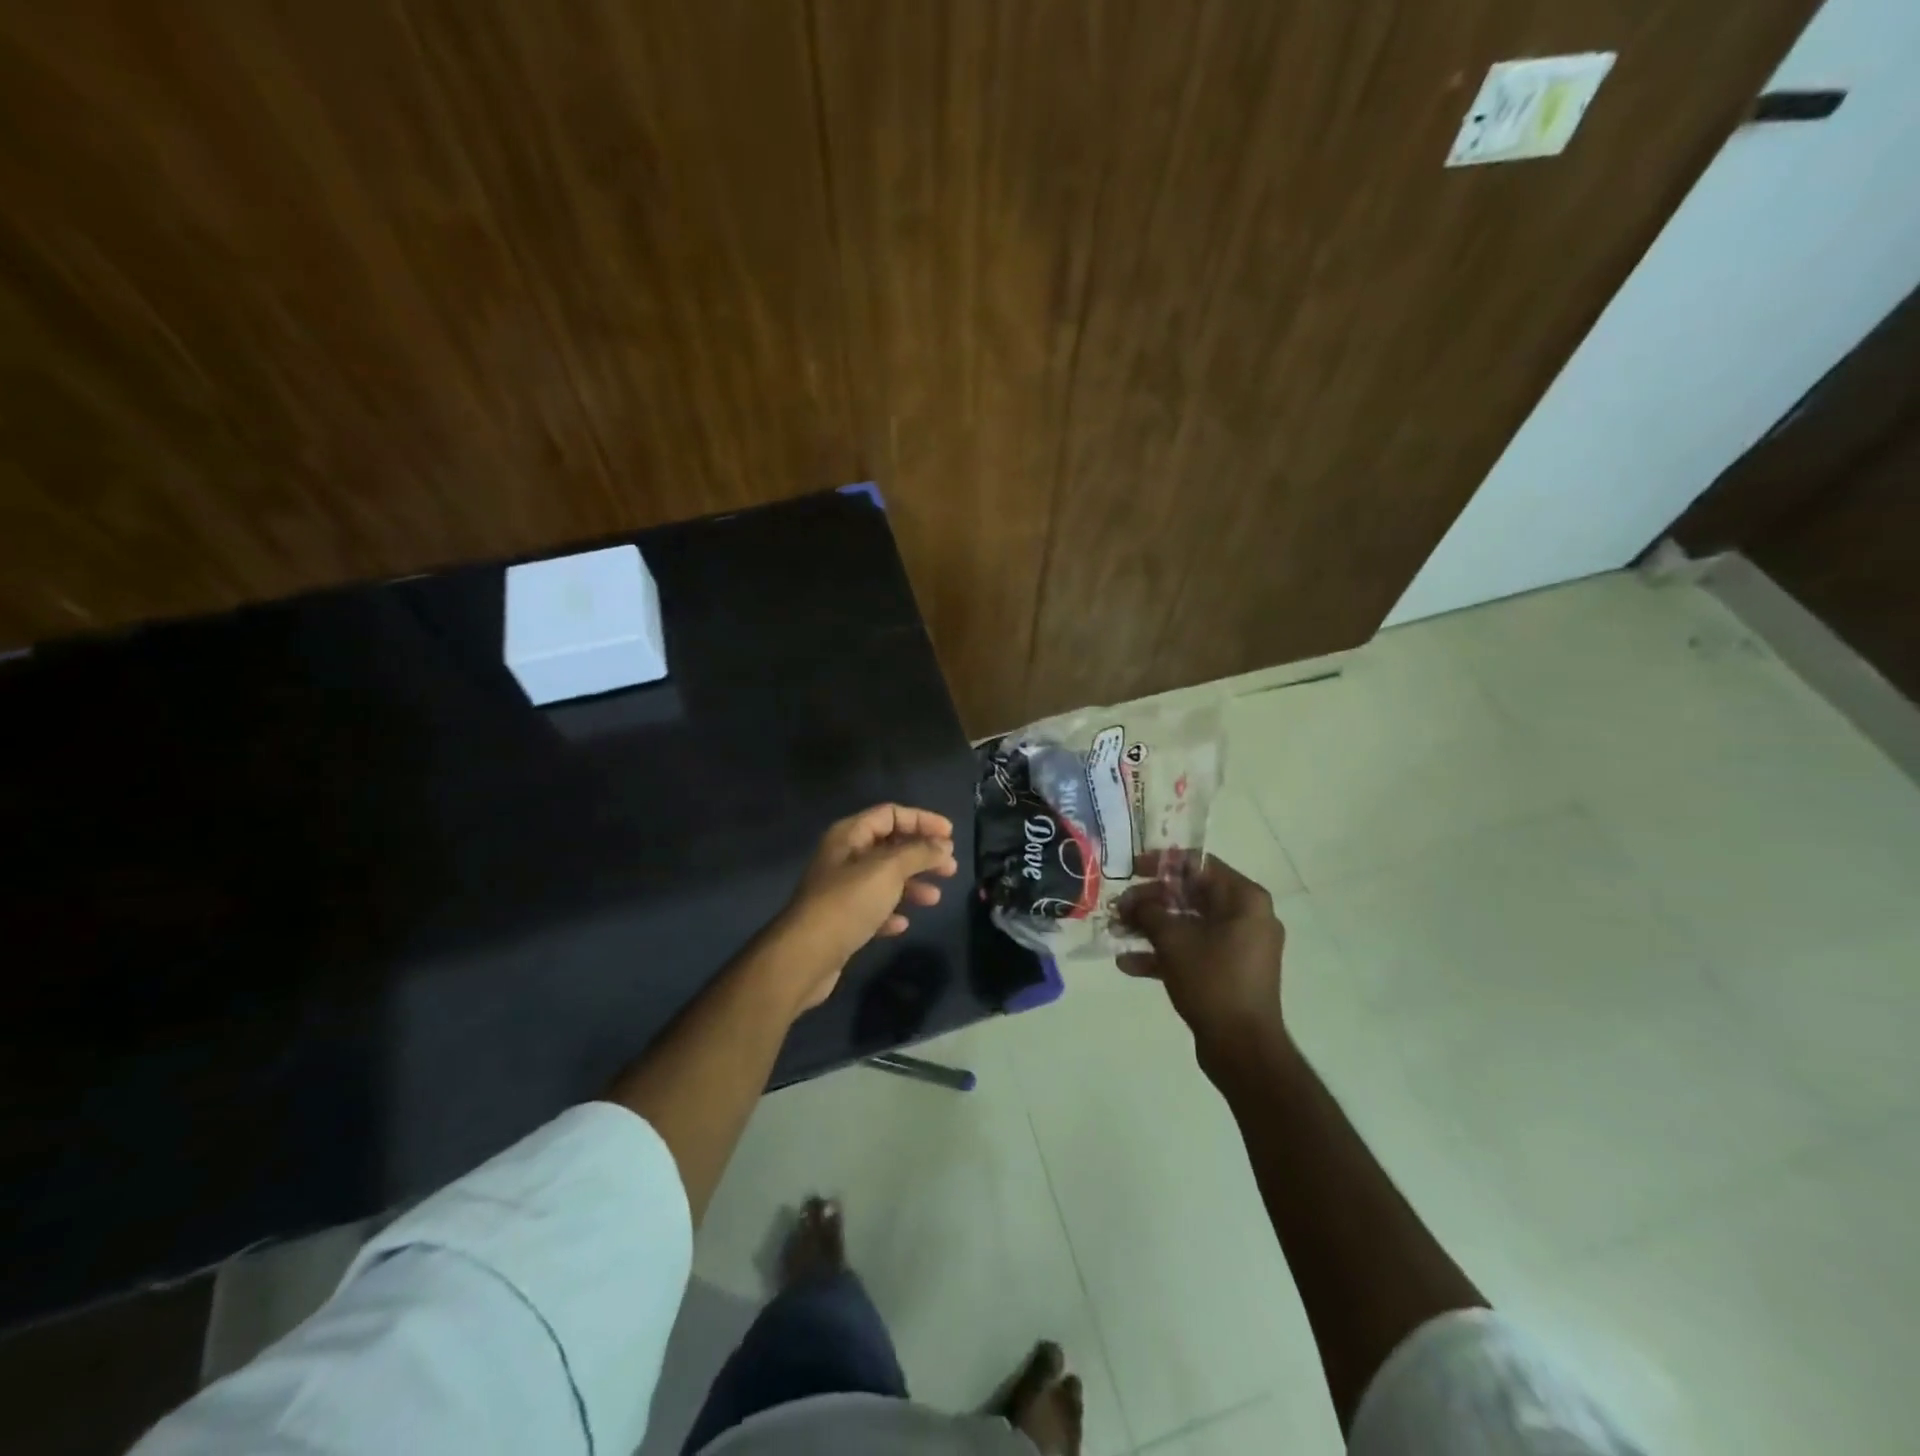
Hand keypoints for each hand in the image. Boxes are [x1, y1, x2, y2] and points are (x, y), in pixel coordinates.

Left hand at [775, 804, 958, 1011]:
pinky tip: (903, 924)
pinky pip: (873, 908)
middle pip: (890, 846)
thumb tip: (943, 845)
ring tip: (935, 898)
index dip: (922, 820)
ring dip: (912, 885)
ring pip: (884, 879)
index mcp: (849, 835)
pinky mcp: (841, 920)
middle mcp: (844, 857)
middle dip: (922, 855)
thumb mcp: (888, 870)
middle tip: (950, 868)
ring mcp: (841, 890)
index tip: (951, 835)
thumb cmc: (848, 903)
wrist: (805, 956)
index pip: (890, 814)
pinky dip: (891, 911)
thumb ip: (918, 853)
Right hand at [1115, 851, 1287, 1063]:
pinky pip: (1194, 951)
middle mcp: (1246, 917)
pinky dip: (1164, 954)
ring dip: (1151, 928)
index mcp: (1244, 899)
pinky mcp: (1228, 972)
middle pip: (1190, 895)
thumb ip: (1149, 912)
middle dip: (1150, 902)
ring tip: (1116, 933)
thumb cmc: (1212, 981)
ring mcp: (1239, 947)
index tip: (1132, 869)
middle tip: (1119, 908)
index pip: (1199, 864)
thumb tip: (1132, 902)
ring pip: (1189, 925)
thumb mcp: (1173, 940)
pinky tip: (1127, 964)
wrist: (1243, 1048)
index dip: (1162, 864)